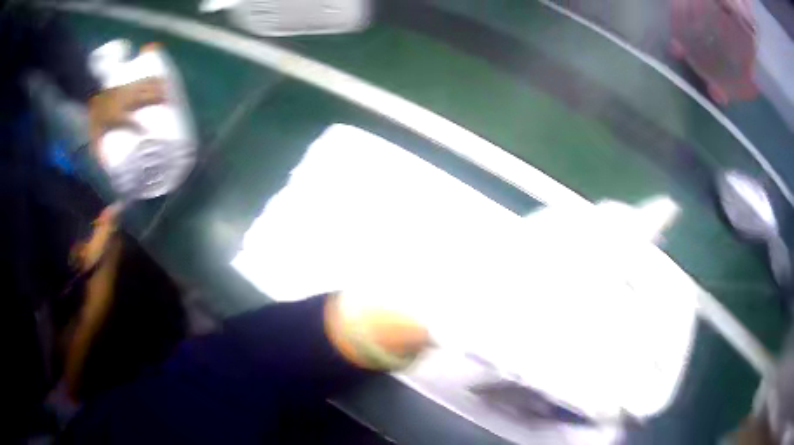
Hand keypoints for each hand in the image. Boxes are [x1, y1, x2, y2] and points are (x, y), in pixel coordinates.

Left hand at [88, 77, 165, 163]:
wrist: (90, 90)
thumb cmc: (95, 114)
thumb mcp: (94, 133)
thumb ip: (99, 151)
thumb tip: (106, 167)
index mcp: (116, 114)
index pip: (130, 122)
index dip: (139, 127)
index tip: (148, 132)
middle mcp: (125, 99)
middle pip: (144, 97)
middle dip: (158, 99)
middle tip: (171, 103)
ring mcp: (128, 88)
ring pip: (147, 85)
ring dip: (159, 87)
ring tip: (170, 90)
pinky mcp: (130, 81)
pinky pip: (144, 78)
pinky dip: (154, 77)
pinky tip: (162, 77)